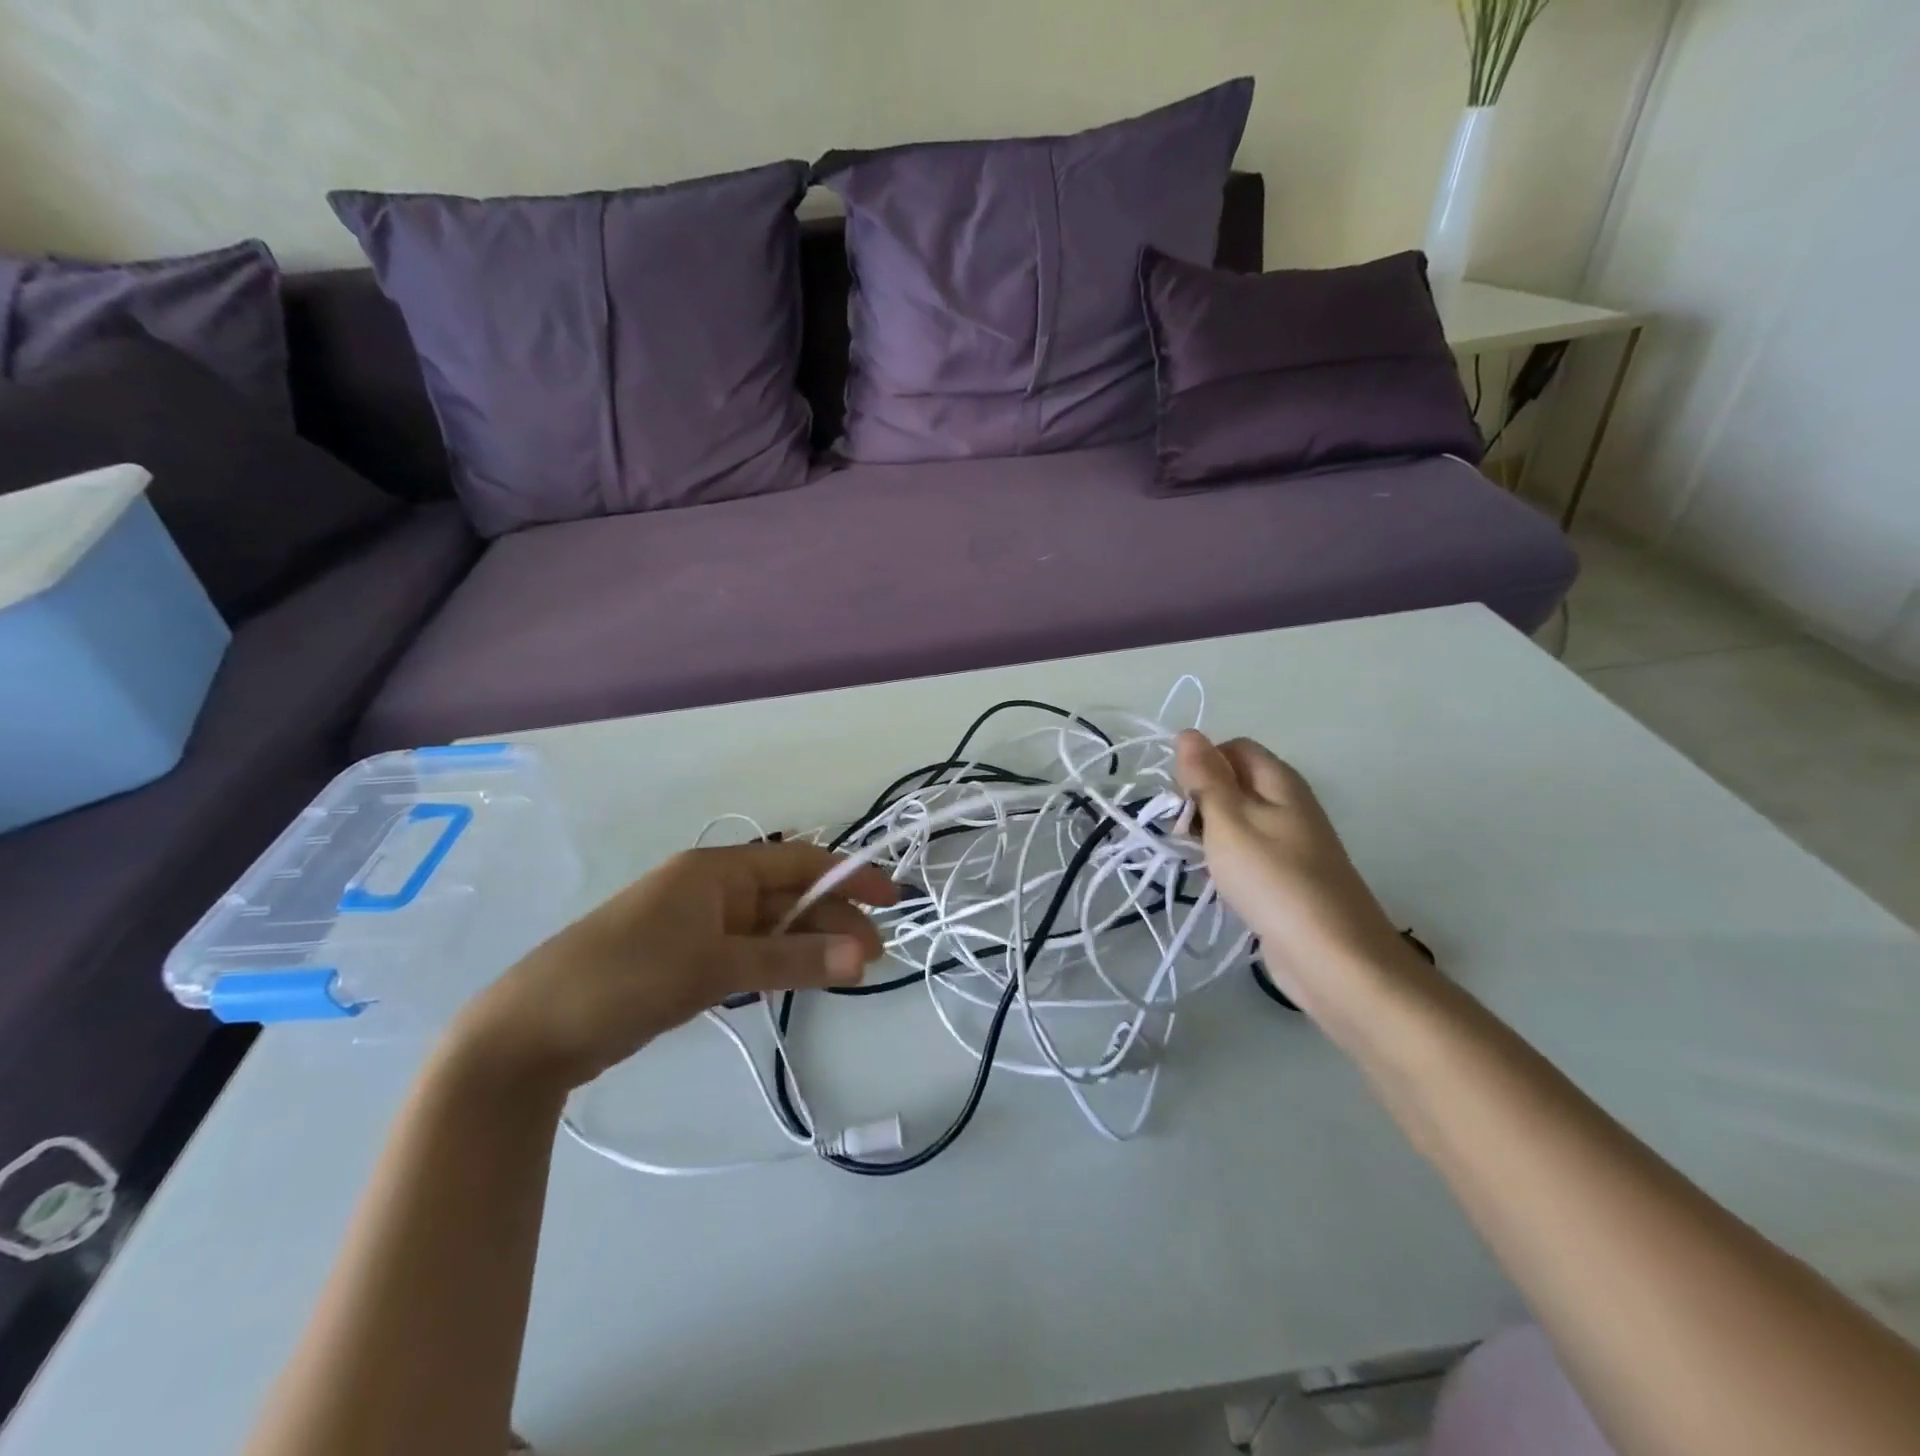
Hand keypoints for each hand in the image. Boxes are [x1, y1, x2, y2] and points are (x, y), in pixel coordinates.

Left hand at [452, 842, 898, 1092]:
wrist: (529, 1032)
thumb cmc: (626, 976)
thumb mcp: (715, 965)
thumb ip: (792, 959)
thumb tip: (864, 956)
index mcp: (716, 869)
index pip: (799, 862)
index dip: (849, 876)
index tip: (892, 901)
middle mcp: (709, 888)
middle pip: (788, 896)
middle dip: (833, 920)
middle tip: (872, 959)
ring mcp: (695, 925)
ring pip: (769, 926)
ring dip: (809, 944)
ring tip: (848, 973)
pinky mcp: (683, 961)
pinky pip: (746, 951)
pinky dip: (777, 962)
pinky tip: (798, 979)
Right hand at [1174, 731, 1430, 1034]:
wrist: (1331, 956)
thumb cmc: (1273, 879)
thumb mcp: (1229, 820)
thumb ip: (1206, 777)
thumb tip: (1188, 733)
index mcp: (1280, 781)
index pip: (1232, 748)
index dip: (1201, 765)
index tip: (1179, 798)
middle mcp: (1289, 803)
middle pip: (1234, 783)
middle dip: (1200, 800)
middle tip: (1181, 832)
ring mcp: (1291, 842)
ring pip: (1237, 820)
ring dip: (1208, 833)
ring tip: (1192, 858)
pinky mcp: (1288, 876)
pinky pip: (1248, 852)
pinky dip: (1226, 860)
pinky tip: (1215, 881)